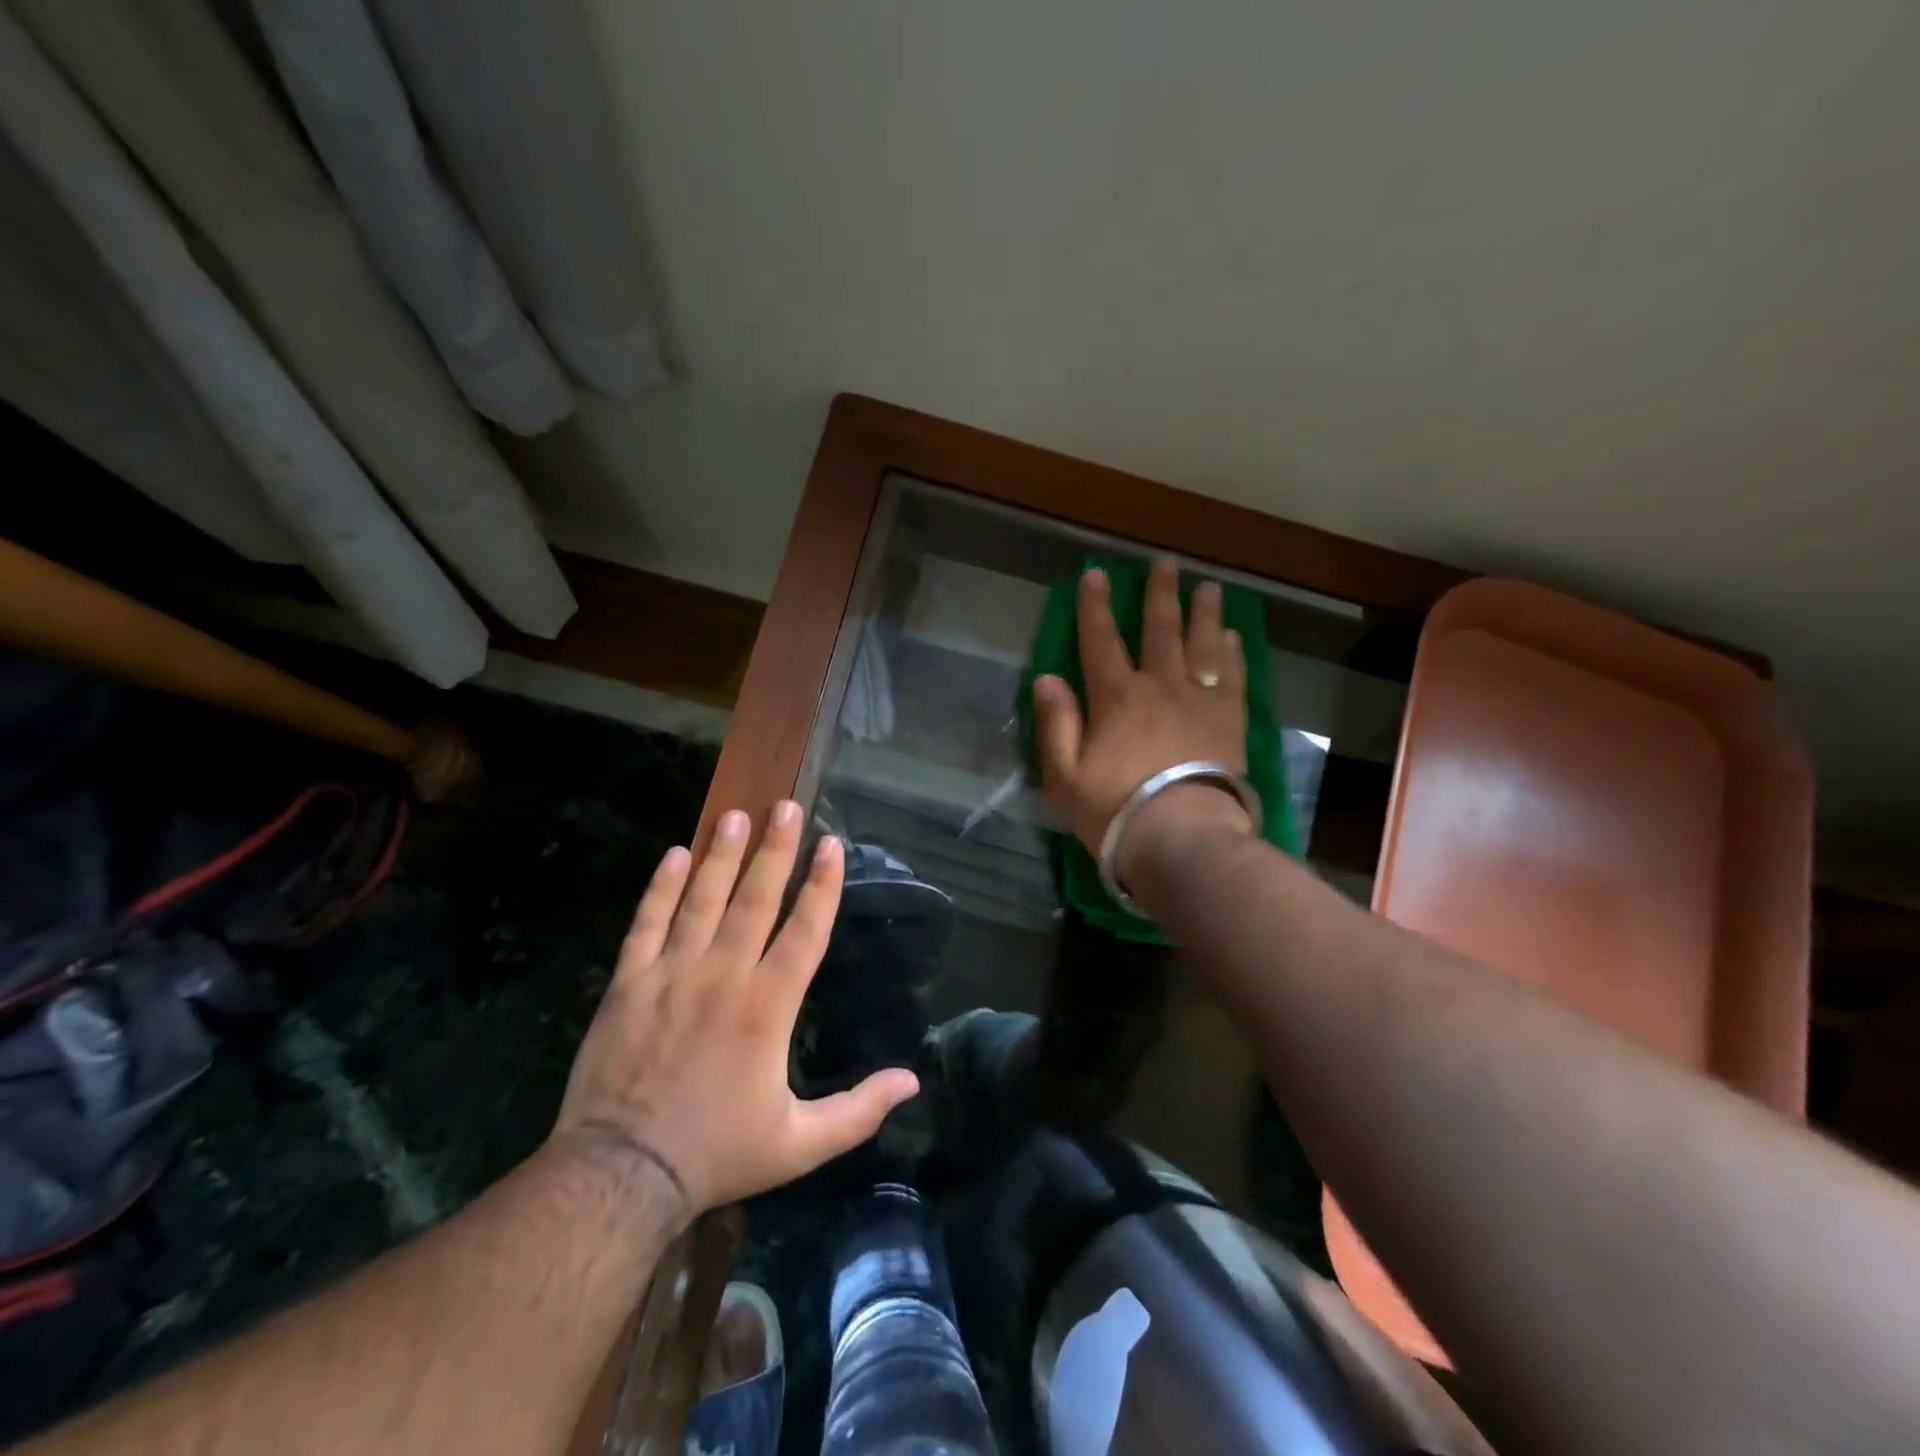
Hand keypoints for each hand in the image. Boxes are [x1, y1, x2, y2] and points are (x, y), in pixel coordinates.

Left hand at [553, 802, 919, 1223]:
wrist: (622, 1175)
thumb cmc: (717, 1153)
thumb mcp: (800, 1144)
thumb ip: (859, 1110)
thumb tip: (912, 1081)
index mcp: (769, 1006)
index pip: (805, 929)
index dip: (822, 884)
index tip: (831, 843)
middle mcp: (725, 975)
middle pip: (755, 898)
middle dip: (774, 849)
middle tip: (784, 806)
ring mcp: (671, 974)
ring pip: (702, 900)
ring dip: (722, 855)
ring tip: (736, 815)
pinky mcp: (629, 984)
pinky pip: (647, 923)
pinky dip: (662, 888)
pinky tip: (675, 855)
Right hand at [1033, 559, 1255, 883]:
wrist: (1183, 837)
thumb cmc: (1115, 809)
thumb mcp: (1064, 775)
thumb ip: (1056, 724)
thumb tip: (1047, 678)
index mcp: (1116, 697)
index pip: (1101, 640)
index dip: (1096, 606)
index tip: (1097, 574)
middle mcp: (1160, 687)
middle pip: (1161, 630)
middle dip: (1160, 594)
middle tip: (1166, 563)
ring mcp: (1200, 702)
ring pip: (1202, 644)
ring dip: (1203, 612)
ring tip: (1207, 586)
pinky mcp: (1230, 721)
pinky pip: (1233, 676)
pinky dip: (1232, 652)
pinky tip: (1232, 636)